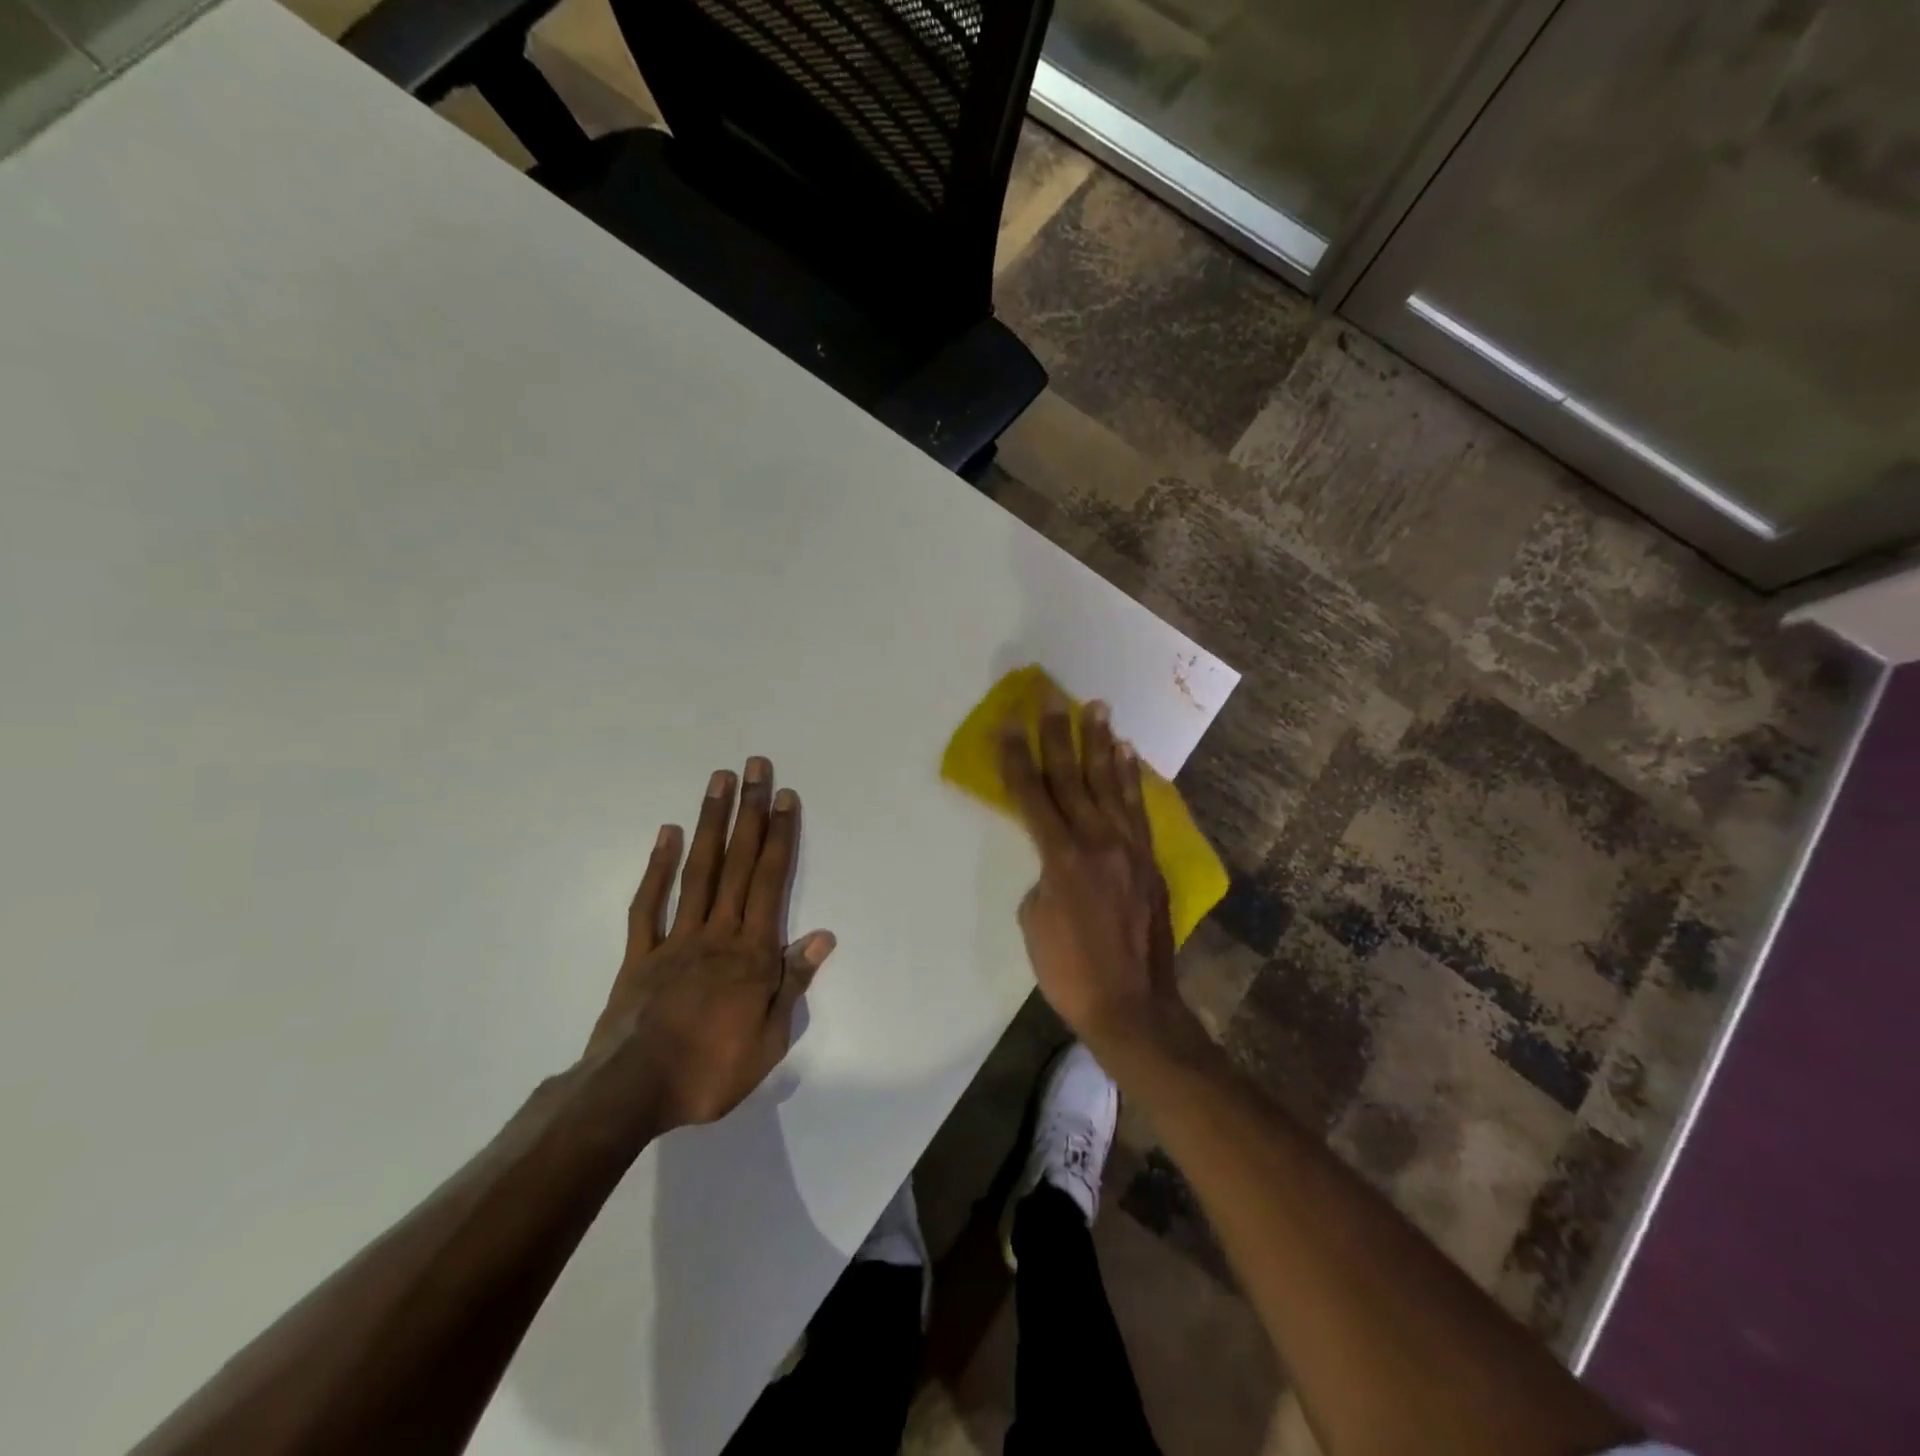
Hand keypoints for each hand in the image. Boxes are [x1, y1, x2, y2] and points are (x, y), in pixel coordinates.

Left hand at [586, 758, 834, 1130]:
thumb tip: (823, 936)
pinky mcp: (639, 954)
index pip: (770, 882)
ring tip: (718, 781)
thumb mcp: (770, 1040)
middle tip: (755, 767)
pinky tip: (667, 834)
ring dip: (710, 823)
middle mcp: (717, 933)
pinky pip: (648, 904)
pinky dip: (657, 868)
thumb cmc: (711, 1071)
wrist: (631, 1093)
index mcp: (751, 953)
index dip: (779, 837)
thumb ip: (794, 983)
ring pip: (698, 871)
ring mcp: (675, 939)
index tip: (785, 797)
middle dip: (749, 812)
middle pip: (737, 863)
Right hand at [997, 691, 1183, 1053]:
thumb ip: (1044, 877)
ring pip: (1111, 785)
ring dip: (1102, 744)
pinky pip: (1137, 809)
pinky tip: (1127, 755)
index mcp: (1061, 859)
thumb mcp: (1035, 922)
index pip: (1032, 796)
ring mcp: (1129, 848)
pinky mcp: (1149, 860)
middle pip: (1072, 778)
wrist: (1134, 1006)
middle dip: (1059, 735)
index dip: (1017, 757)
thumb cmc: (1071, 971)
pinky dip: (1130, 778)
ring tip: (1099, 708)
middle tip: (1052, 698)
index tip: (1009, 722)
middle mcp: (1097, 842)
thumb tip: (1058, 859)